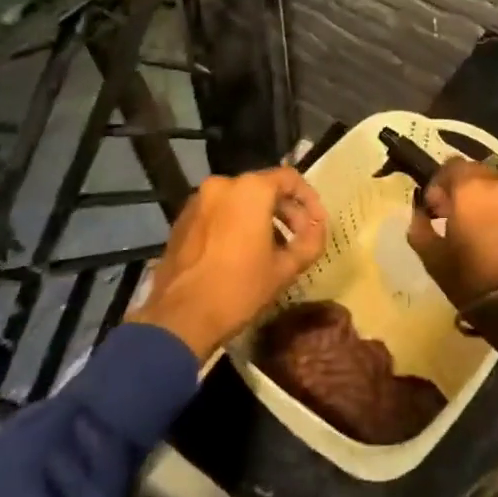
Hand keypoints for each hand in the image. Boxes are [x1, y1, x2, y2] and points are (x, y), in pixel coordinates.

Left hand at [126, 168, 327, 362]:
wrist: (178, 318)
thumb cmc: (238, 289)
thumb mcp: (285, 269)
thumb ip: (310, 242)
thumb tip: (318, 229)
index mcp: (251, 190)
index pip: (290, 178)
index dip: (310, 200)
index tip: (318, 224)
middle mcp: (223, 185)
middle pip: (264, 188)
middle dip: (287, 211)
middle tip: (299, 238)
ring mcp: (198, 200)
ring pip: (240, 200)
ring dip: (262, 217)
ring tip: (274, 248)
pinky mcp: (183, 219)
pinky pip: (220, 211)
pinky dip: (237, 222)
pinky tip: (243, 252)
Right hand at [408, 159, 497, 348]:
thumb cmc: (469, 277)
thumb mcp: (431, 255)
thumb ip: (419, 225)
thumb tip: (420, 212)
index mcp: (470, 188)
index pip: (450, 165)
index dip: (438, 183)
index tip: (433, 208)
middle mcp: (497, 183)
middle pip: (473, 171)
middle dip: (459, 188)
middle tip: (450, 215)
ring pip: (493, 184)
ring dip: (479, 197)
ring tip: (472, 225)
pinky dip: (497, 207)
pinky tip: (492, 232)